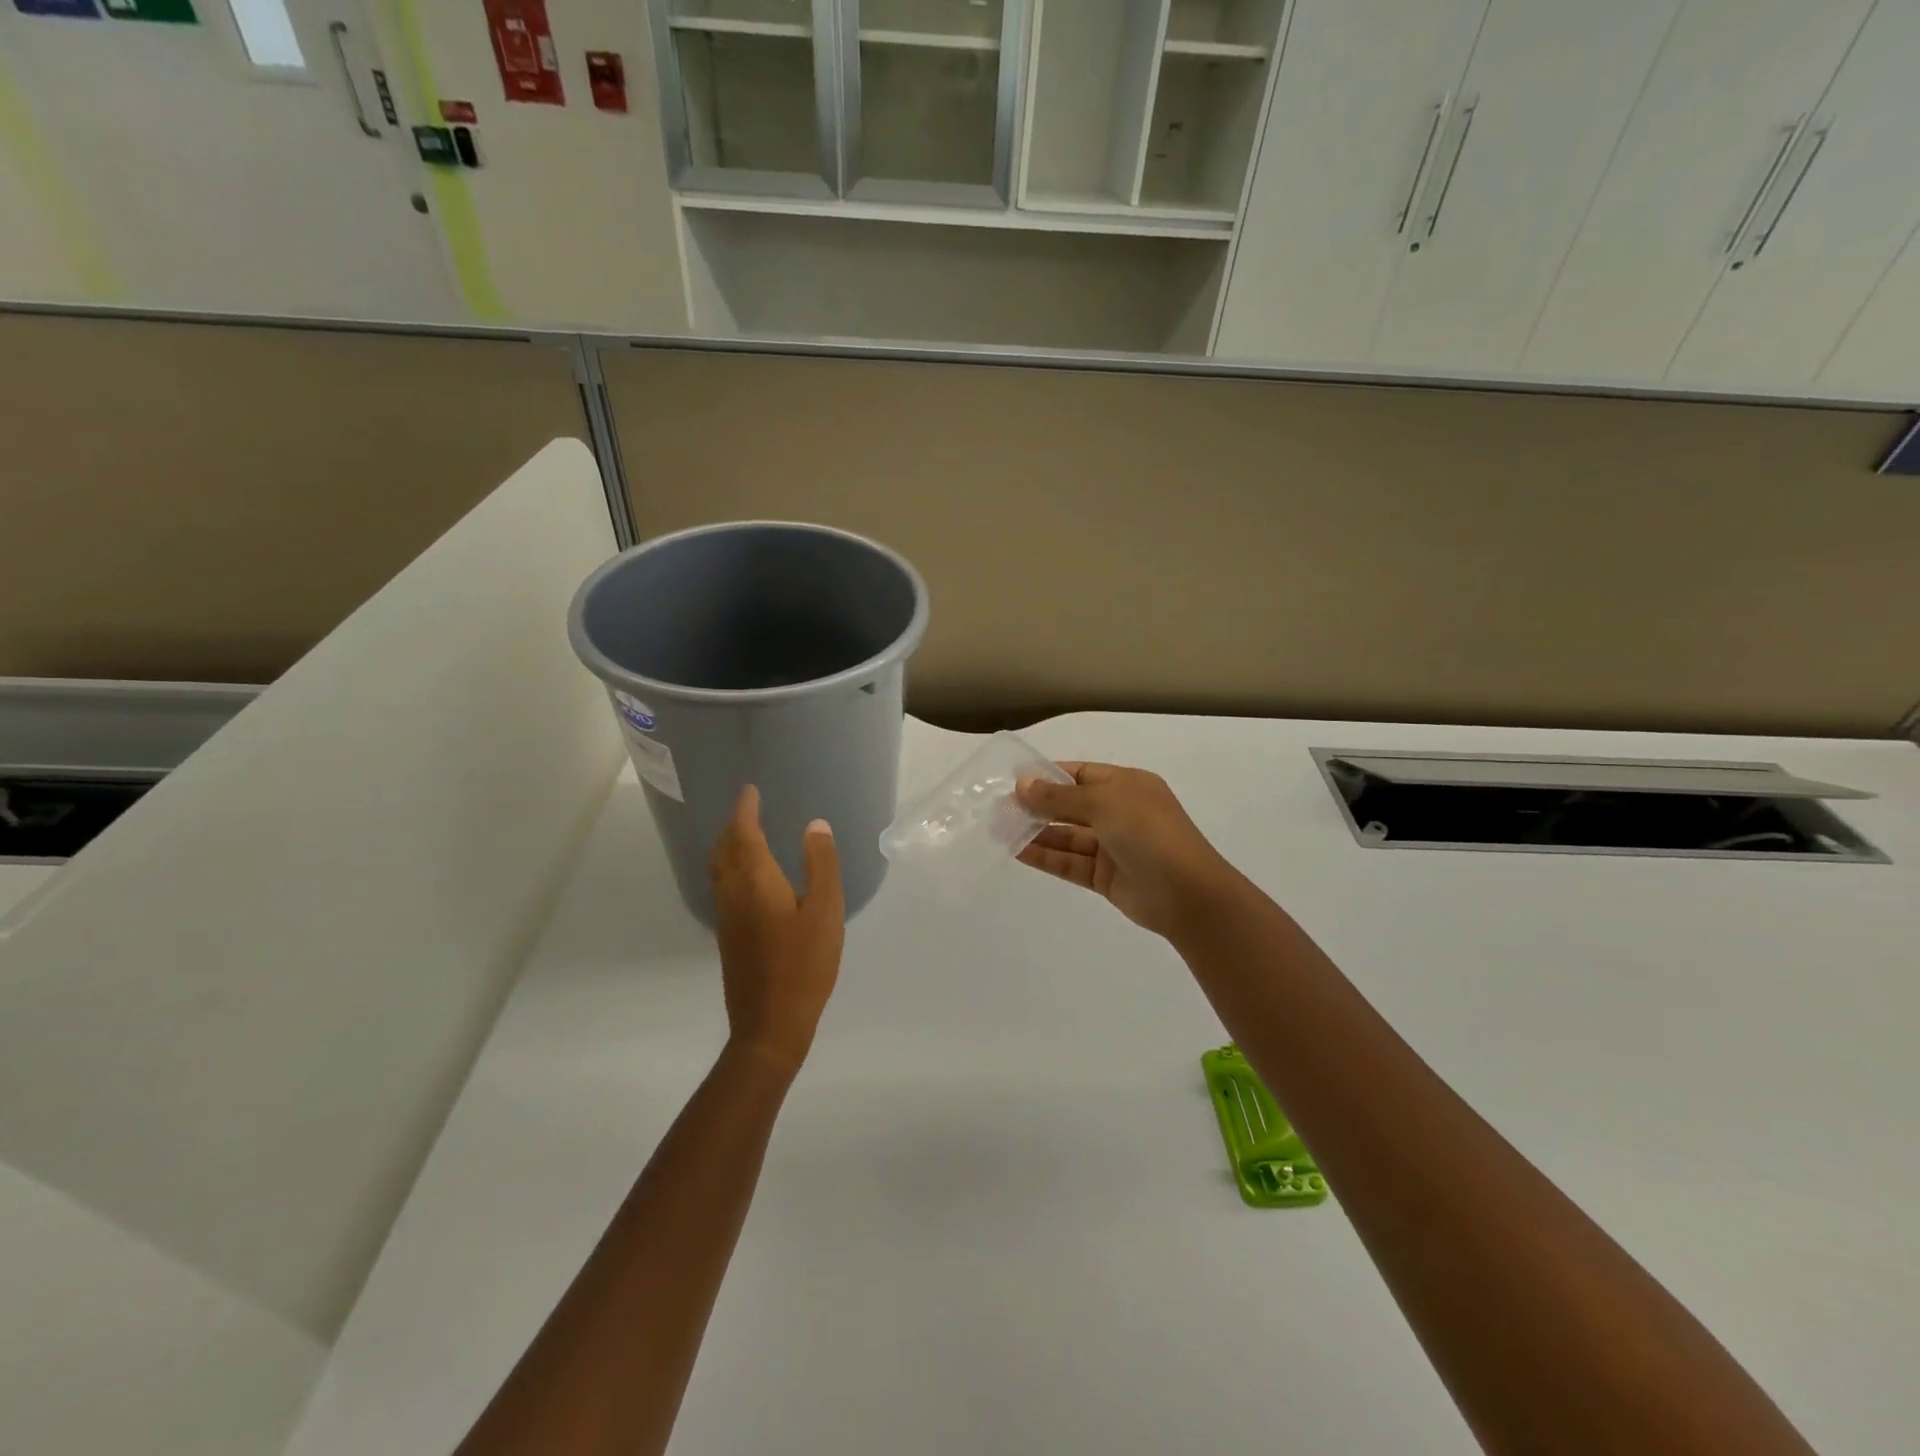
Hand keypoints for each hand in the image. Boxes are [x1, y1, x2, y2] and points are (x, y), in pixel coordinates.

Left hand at [708, 785, 844, 1075]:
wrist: (770, 1024)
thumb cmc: (804, 965)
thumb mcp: (826, 911)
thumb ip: (821, 865)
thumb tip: (815, 825)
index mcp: (756, 882)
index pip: (743, 834)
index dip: (745, 809)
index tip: (750, 790)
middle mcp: (733, 894)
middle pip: (723, 850)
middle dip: (732, 826)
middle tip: (748, 809)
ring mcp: (727, 918)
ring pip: (719, 870)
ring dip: (728, 846)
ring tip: (746, 836)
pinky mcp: (729, 937)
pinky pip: (723, 887)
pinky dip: (731, 868)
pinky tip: (750, 879)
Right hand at [1015, 763, 1239, 940]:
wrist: (1187, 893)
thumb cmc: (1148, 832)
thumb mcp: (1103, 803)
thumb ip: (1059, 797)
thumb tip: (1022, 785)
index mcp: (1127, 785)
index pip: (1081, 774)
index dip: (1048, 776)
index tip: (1014, 781)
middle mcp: (1120, 813)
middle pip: (1072, 806)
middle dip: (1038, 806)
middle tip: (1000, 808)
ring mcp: (1113, 846)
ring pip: (1068, 836)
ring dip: (1038, 832)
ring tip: (1001, 829)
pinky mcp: (1106, 877)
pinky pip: (1070, 862)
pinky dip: (1046, 856)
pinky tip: (1017, 851)